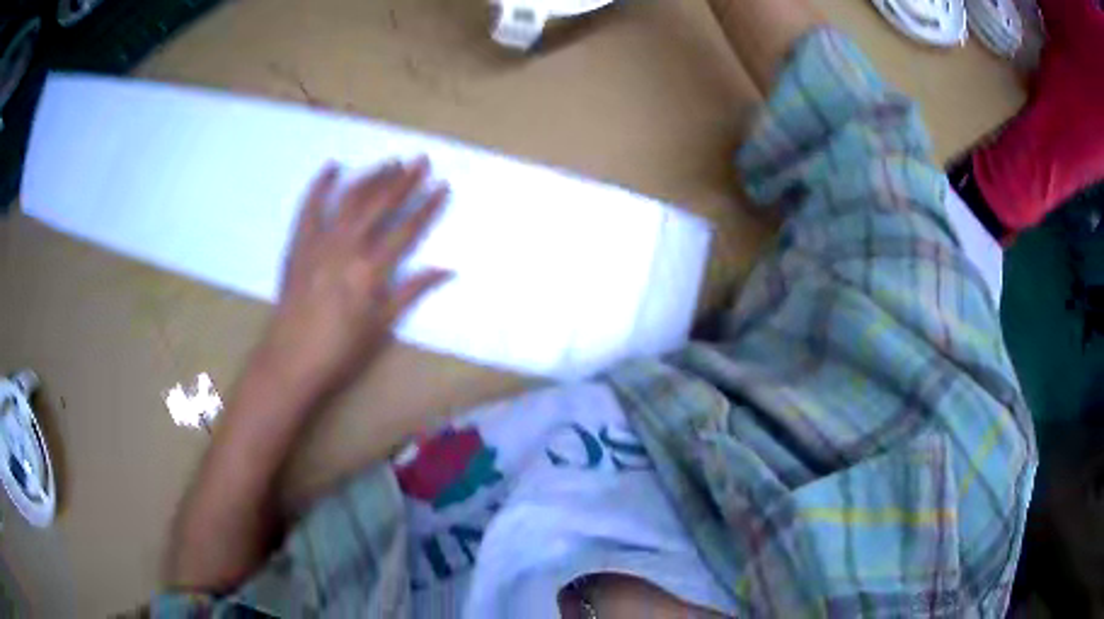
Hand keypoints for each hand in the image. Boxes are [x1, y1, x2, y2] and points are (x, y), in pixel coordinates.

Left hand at [254, 157, 450, 402]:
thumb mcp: (381, 326)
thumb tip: (447, 269)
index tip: (443, 185)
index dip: (427, 206)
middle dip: (404, 180)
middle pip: (380, 205)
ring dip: (371, 178)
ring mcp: (319, 242)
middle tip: (421, 160)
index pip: (407, 230)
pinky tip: (333, 168)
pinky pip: (309, 208)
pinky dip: (320, 186)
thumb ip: (412, 292)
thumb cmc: (340, 351)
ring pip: (349, 199)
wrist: (290, 361)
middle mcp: (346, 248)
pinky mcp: (298, 244)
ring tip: (390, 162)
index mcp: (370, 271)